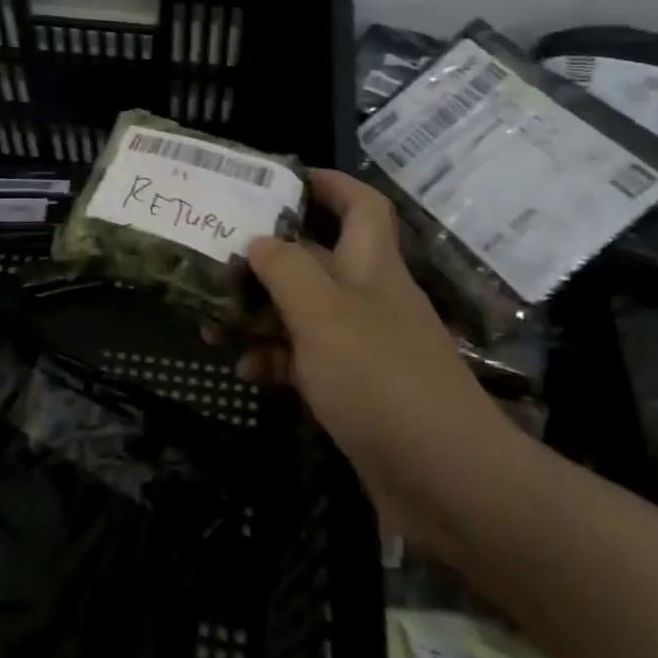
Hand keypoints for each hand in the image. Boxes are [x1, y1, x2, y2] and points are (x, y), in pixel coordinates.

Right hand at [234, 170, 522, 529]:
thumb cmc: (380, 378)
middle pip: (318, 260)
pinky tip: (245, 371)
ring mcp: (363, 347)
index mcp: (371, 267)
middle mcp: (369, 299)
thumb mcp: (324, 313)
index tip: (281, 179)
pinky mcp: (355, 391)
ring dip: (262, 315)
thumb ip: (287, 269)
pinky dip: (276, 360)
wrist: (445, 479)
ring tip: (212, 323)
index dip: (328, 183)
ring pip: (305, 313)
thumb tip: (260, 242)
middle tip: (219, 261)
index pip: (360, 205)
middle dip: (268, 259)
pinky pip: (306, 361)